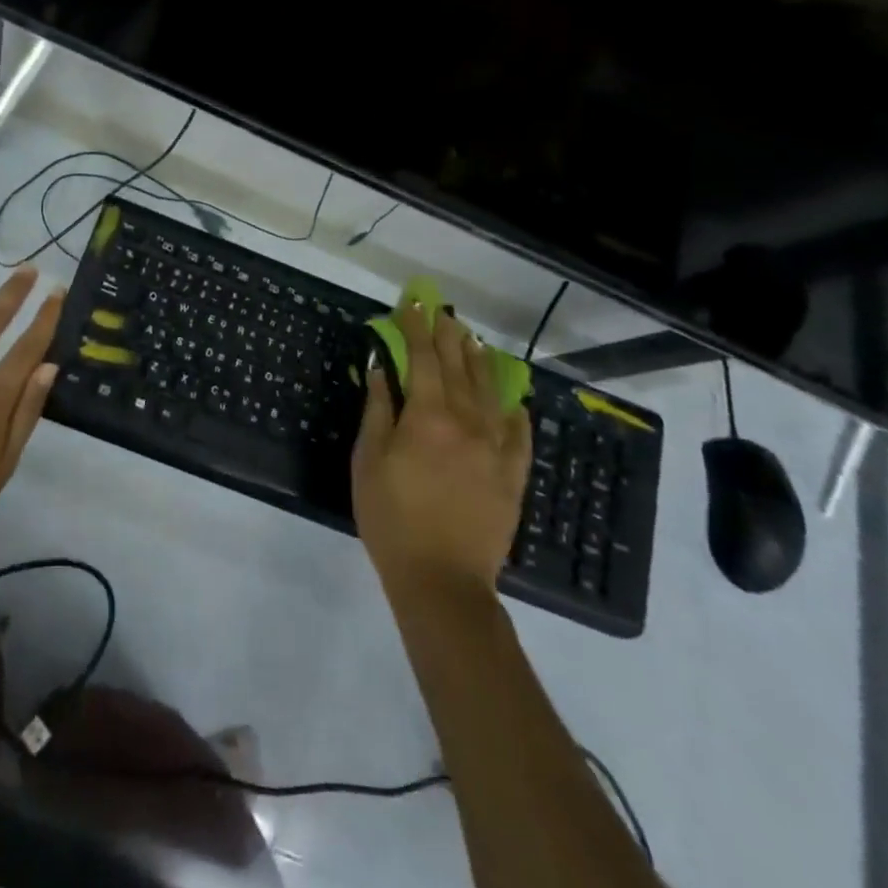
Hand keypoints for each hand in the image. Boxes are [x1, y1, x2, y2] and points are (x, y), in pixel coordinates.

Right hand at [352, 304, 530, 595]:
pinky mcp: (513, 475)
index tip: (411, 306)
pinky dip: (513, 409)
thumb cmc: (391, 517)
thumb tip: (382, 369)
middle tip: (442, 313)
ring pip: (490, 392)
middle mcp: (467, 422)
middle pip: (460, 367)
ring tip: (472, 340)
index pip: (424, 358)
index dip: (416, 329)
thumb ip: (378, 410)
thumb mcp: (368, 460)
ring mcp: (496, 448)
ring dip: (479, 362)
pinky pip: (519, 432)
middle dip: (449, 336)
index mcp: (428, 415)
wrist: (442, 580)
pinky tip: (511, 399)